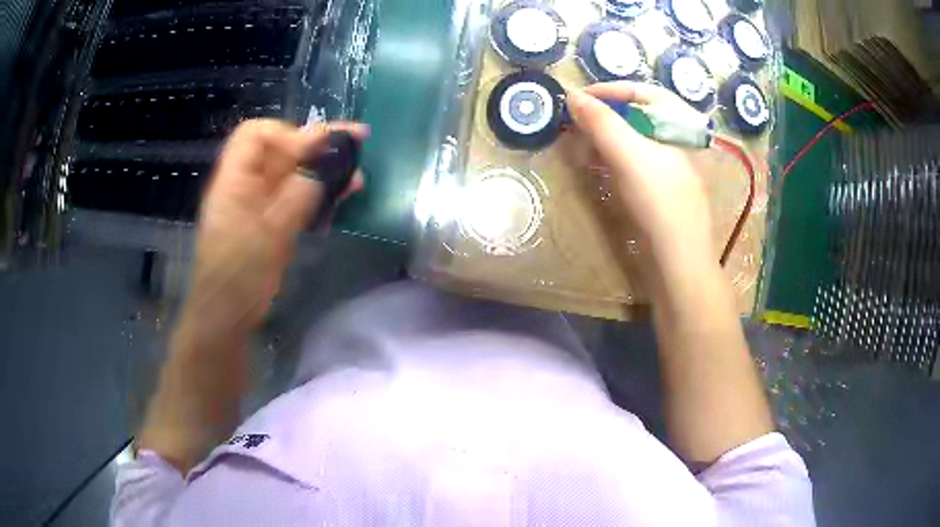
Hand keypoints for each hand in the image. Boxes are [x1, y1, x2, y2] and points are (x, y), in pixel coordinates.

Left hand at [183, 119, 366, 340]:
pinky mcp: (272, 222)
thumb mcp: (270, 233)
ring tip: (357, 175)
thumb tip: (329, 164)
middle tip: (358, 140)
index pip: (257, 134)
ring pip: (294, 175)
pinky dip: (320, 194)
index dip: (287, 133)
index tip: (317, 147)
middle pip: (282, 151)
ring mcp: (260, 204)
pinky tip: (343, 196)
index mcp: (235, 179)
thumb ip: (300, 194)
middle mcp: (247, 184)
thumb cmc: (239, 274)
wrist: (228, 314)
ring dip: (325, 170)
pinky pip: (298, 197)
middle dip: (318, 145)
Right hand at [565, 82, 713, 264]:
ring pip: (633, 137)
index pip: (641, 90)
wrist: (678, 256)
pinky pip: (633, 160)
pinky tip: (596, 166)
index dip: (608, 90)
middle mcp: (677, 137)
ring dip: (604, 137)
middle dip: (602, 116)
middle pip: (636, 113)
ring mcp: (670, 162)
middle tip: (575, 124)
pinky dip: (612, 157)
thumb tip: (570, 94)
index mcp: (679, 121)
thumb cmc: (658, 198)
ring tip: (580, 147)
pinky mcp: (661, 184)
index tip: (577, 99)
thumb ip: (600, 121)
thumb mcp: (628, 153)